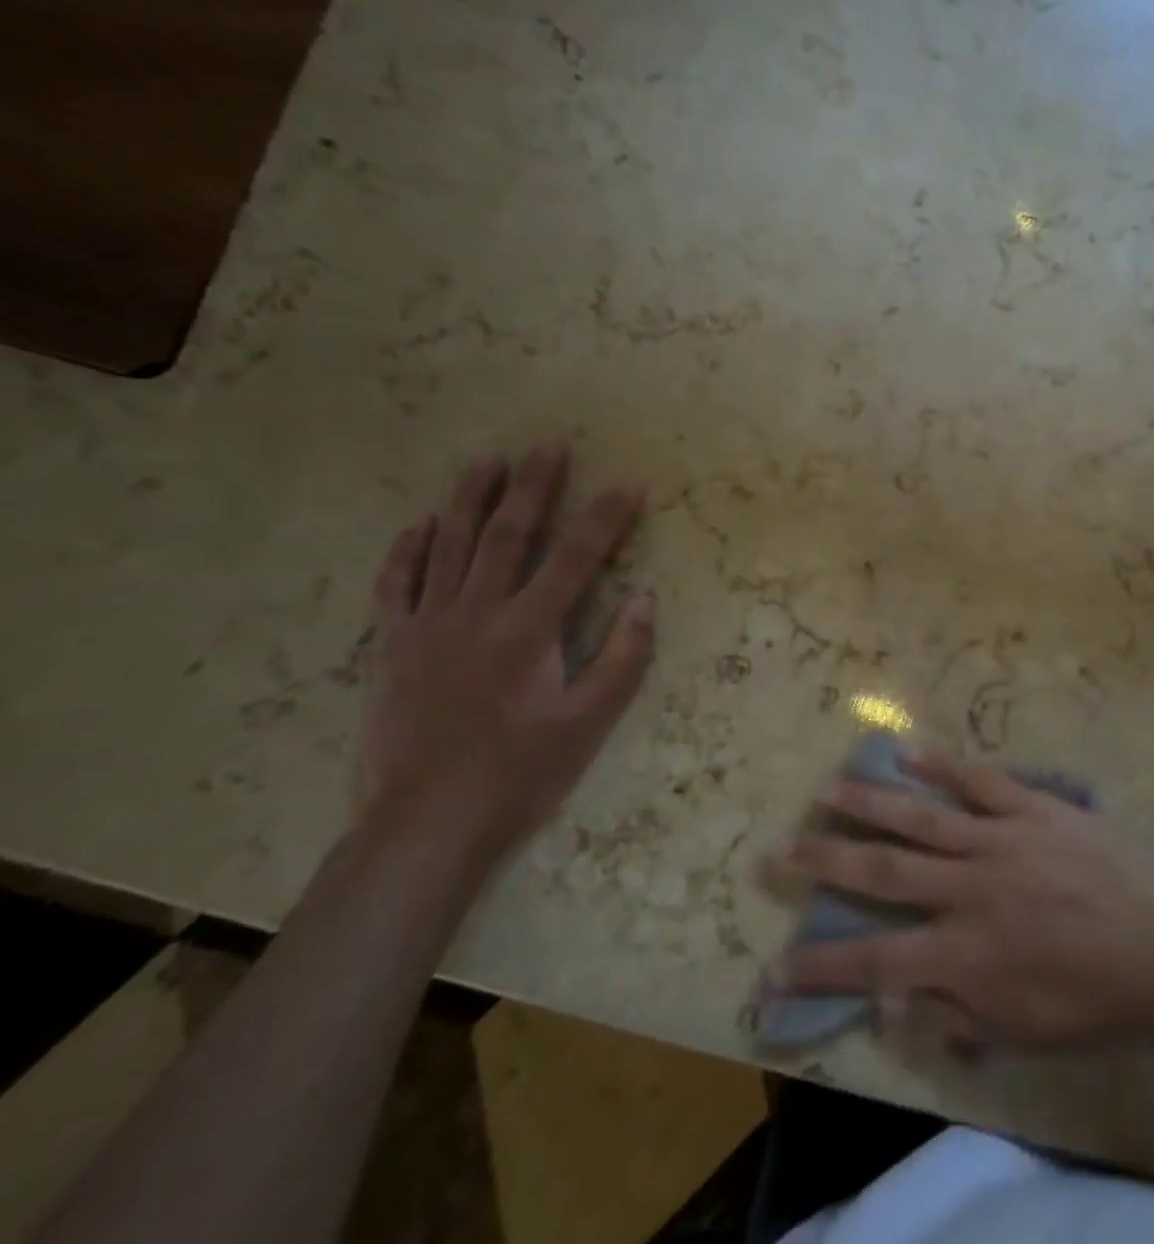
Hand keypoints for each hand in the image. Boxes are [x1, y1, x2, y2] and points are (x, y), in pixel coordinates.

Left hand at [360, 443, 655, 872]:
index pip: (577, 558)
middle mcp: (477, 614)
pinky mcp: (392, 648)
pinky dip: (407, 551)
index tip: (629, 483)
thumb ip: (622, 658)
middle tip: (547, 445)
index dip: (606, 518)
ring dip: (469, 500)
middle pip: (508, 536)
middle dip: (532, 487)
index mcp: (529, 630)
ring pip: (449, 548)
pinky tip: (420, 524)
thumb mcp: (589, 722)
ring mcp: (427, 627)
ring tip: (486, 460)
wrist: (426, 824)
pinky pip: (396, 586)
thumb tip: (645, 600)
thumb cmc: (520, 773)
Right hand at [767, 754, 1153, 1048]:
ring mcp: (1001, 840)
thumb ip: (951, 1015)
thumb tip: (889, 1002)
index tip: (774, 967)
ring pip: (922, 817)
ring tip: (829, 788)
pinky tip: (908, 751)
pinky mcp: (1032, 808)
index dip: (821, 966)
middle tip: (783, 846)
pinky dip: (942, 765)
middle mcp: (969, 890)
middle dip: (828, 860)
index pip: (875, 960)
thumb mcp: (1019, 1033)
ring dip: (871, 803)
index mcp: (964, 954)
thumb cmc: (1092, 1004)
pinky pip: (980, 780)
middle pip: (884, 872)